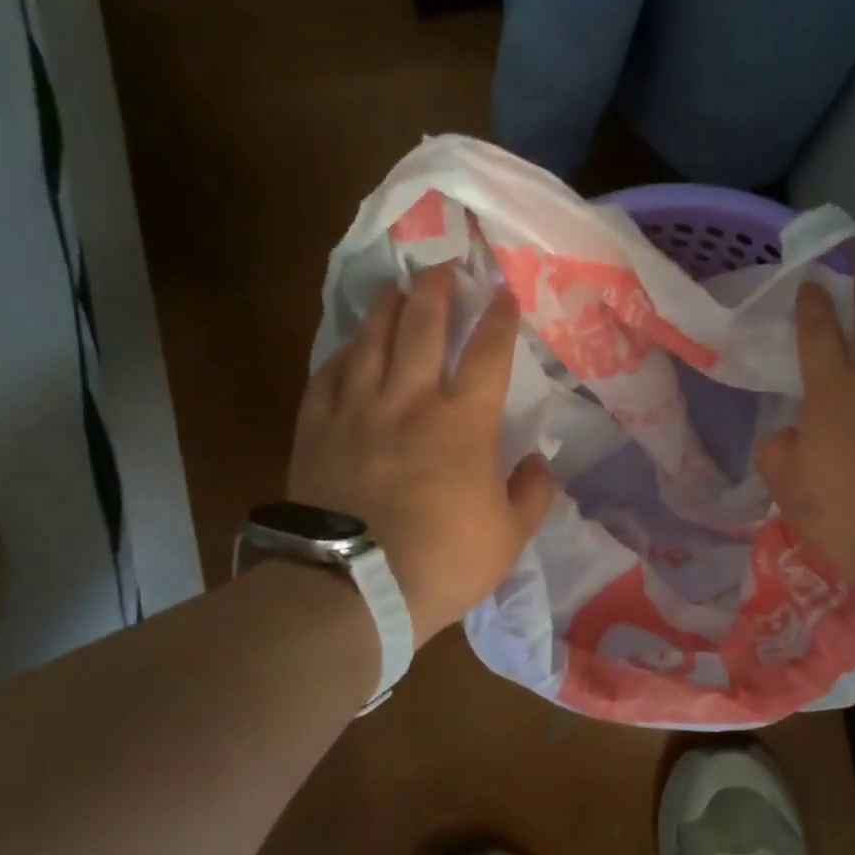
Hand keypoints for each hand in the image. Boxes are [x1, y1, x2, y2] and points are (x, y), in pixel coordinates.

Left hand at [287, 264, 554, 646]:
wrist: (353, 588)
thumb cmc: (442, 560)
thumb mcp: (510, 536)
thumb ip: (532, 493)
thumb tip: (538, 462)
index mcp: (464, 421)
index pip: (488, 353)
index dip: (499, 318)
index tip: (504, 294)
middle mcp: (410, 400)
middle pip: (423, 326)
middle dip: (437, 290)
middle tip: (443, 266)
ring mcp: (358, 409)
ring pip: (372, 340)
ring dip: (387, 308)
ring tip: (396, 289)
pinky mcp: (316, 428)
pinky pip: (328, 376)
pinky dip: (342, 354)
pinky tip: (349, 346)